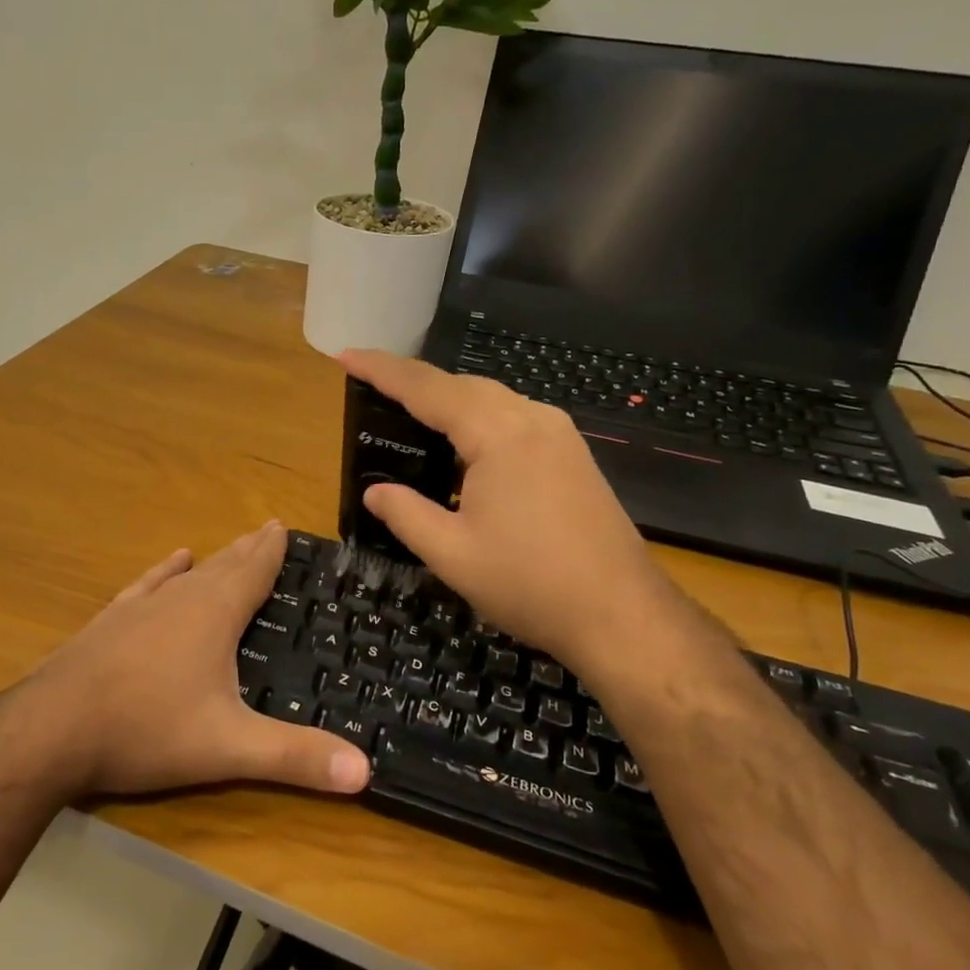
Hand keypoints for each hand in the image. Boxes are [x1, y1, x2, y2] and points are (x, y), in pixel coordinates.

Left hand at [17, 522, 371, 799]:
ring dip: (213, 560)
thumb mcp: (229, 748)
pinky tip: (172, 562)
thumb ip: (295, 758)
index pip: (253, 572)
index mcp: (214, 616)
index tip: (283, 526)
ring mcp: (140, 608)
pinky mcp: (110, 623)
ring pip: (187, 574)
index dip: (271, 551)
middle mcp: (180, 599)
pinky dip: (164, 572)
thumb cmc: (147, 730)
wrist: (51, 730)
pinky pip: (147, 586)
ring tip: (228, 546)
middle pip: (223, 566)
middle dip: (248, 550)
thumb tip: (366, 771)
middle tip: (267, 529)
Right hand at [340, 350, 685, 668]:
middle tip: (372, 389)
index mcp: (497, 434)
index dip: (382, 369)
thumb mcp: (452, 554)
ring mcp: (559, 435)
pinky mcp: (573, 455)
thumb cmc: (530, 584)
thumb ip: (405, 514)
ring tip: (411, 418)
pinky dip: (478, 421)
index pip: (426, 388)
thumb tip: (374, 492)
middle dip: (414, 383)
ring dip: (448, 402)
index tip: (346, 355)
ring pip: (491, 400)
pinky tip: (463, 451)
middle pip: (461, 385)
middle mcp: (531, 419)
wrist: (623, 614)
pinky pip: (514, 419)